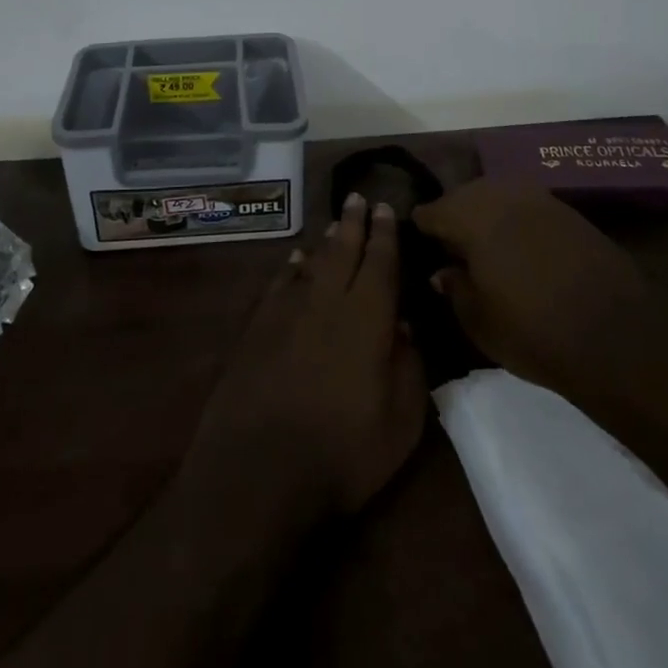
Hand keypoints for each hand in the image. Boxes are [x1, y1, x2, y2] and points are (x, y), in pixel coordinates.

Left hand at [181, 193, 426, 523]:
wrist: (259, 469)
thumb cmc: (342, 452)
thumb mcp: (400, 422)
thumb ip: (409, 366)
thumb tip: (406, 324)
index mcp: (366, 318)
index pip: (380, 263)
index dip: (385, 235)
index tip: (387, 208)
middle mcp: (326, 301)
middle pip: (343, 251)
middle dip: (354, 223)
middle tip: (359, 198)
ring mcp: (288, 311)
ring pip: (312, 263)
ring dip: (326, 241)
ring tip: (336, 224)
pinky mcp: (258, 327)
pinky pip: (280, 283)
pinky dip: (291, 268)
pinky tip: (296, 260)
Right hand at [413, 179, 667, 393]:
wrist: (619, 339)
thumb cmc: (534, 332)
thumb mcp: (479, 321)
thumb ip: (455, 288)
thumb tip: (443, 270)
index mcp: (470, 216)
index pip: (431, 211)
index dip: (422, 230)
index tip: (420, 247)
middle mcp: (501, 195)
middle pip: (464, 196)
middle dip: (454, 217)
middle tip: (451, 249)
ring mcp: (539, 198)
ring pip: (498, 196)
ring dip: (487, 216)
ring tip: (486, 247)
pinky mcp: (569, 211)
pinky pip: (528, 207)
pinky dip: (518, 221)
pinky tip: (521, 248)